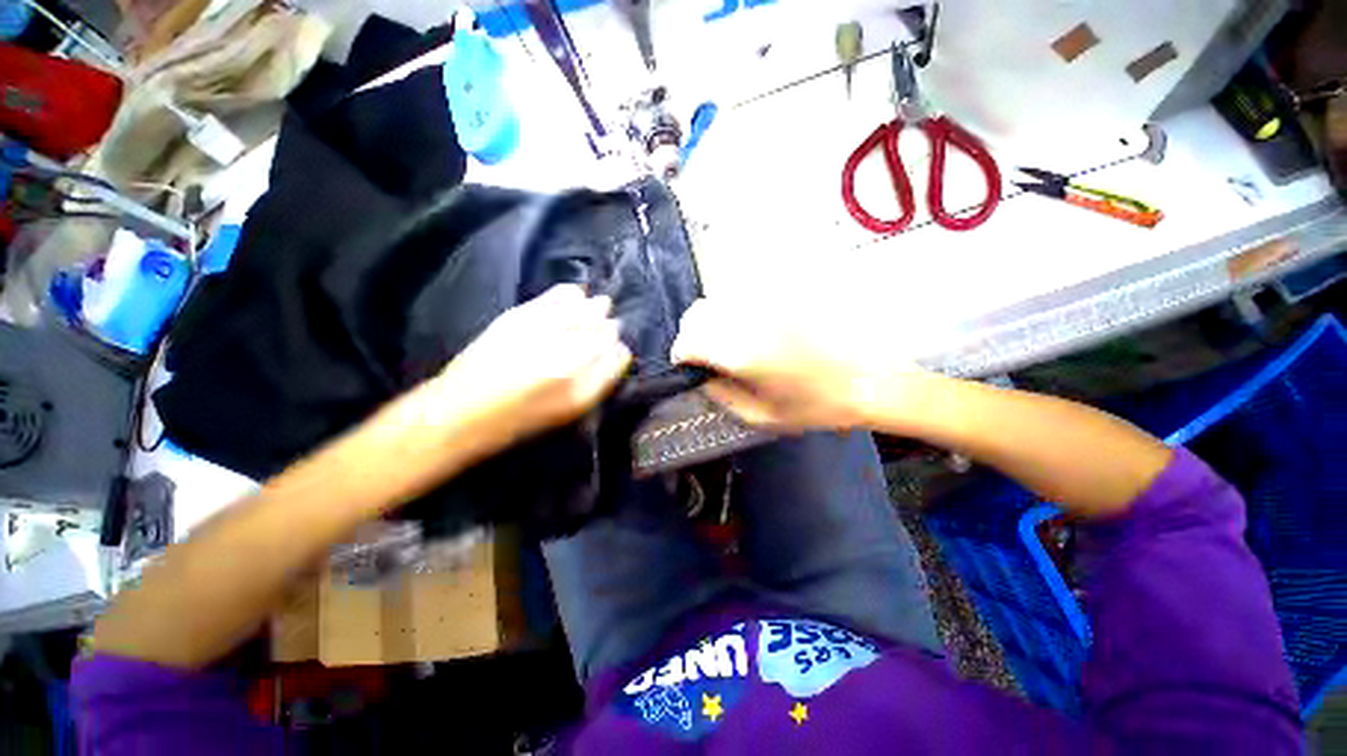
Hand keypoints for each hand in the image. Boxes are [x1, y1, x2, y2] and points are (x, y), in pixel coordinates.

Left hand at [432, 285, 631, 450]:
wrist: (462, 410)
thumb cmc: (523, 418)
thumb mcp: (571, 409)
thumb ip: (602, 378)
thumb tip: (620, 350)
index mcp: (580, 375)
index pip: (615, 346)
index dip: (617, 345)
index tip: (614, 348)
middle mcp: (565, 344)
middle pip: (602, 322)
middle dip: (607, 324)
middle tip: (605, 330)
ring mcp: (542, 325)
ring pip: (584, 305)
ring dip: (593, 308)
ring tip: (595, 311)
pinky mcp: (520, 314)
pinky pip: (558, 295)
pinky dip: (571, 295)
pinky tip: (576, 295)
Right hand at [672, 296, 920, 430]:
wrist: (867, 378)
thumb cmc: (813, 405)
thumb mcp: (760, 415)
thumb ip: (720, 394)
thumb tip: (701, 376)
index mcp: (741, 351)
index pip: (688, 341)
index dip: (682, 355)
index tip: (688, 367)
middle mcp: (749, 317)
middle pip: (697, 312)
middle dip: (692, 335)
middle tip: (705, 354)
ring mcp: (767, 299)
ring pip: (718, 298)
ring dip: (712, 320)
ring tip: (728, 340)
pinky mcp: (784, 291)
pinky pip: (744, 293)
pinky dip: (735, 310)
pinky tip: (751, 327)